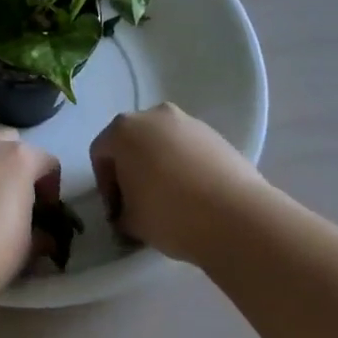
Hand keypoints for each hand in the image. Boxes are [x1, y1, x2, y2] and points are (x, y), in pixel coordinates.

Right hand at [89, 103, 268, 261]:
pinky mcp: (217, 135)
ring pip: (163, 143)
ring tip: (170, 200)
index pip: (101, 154)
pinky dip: (185, 166)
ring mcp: (189, 122)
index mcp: (124, 130)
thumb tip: (126, 214)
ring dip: (159, 166)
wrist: (236, 217)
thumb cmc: (169, 214)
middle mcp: (154, 116)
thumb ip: (120, 213)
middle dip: (131, 170)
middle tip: (138, 202)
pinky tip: (194, 195)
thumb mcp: (130, 221)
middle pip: (132, 142)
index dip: (105, 185)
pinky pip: (189, 149)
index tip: (117, 212)